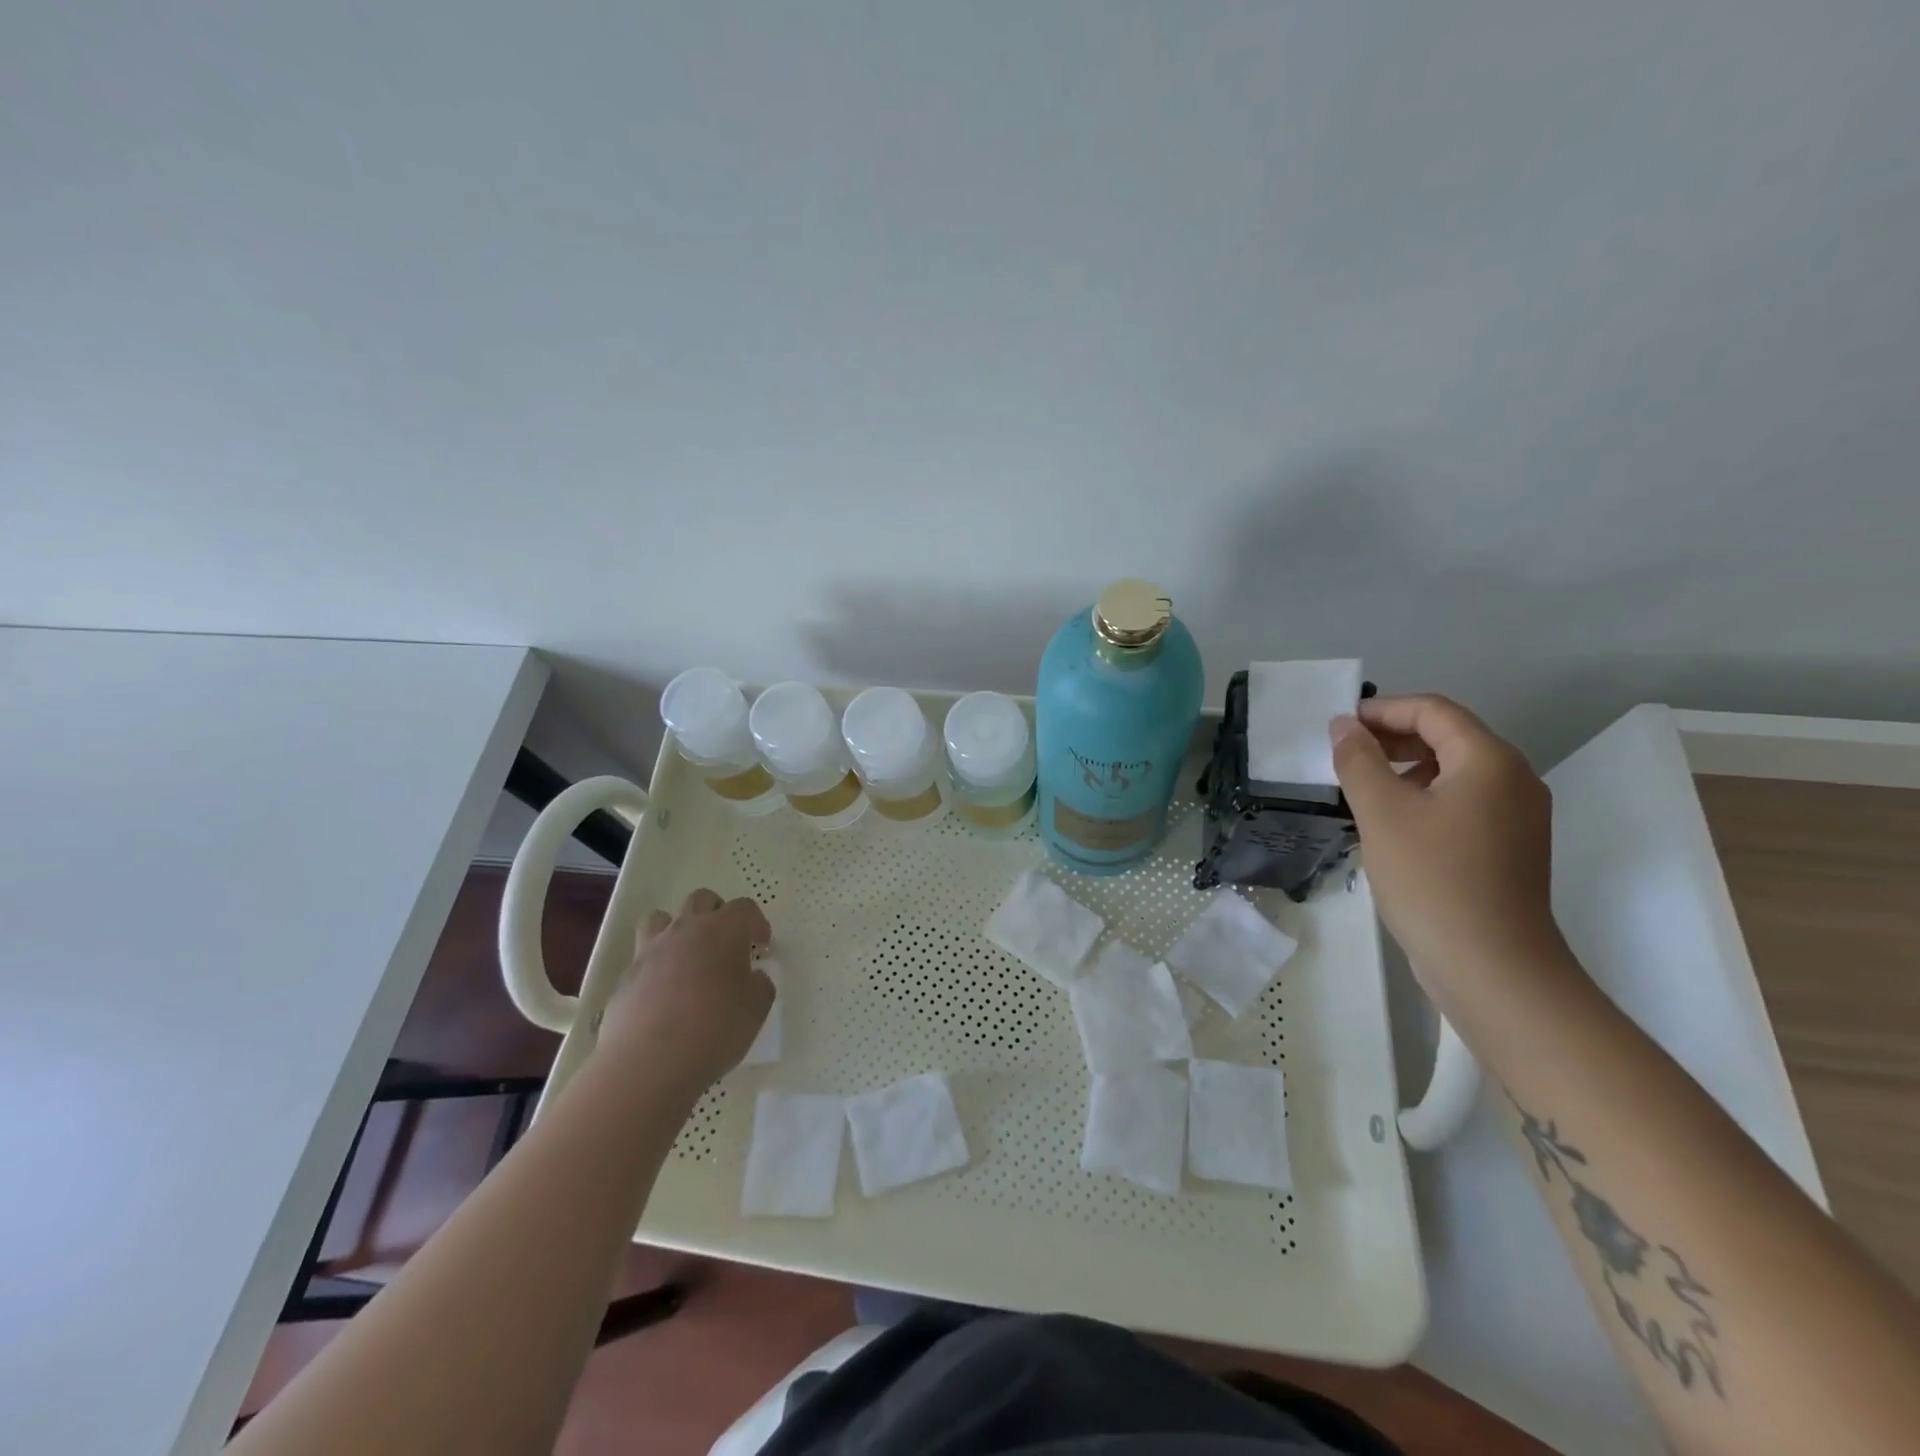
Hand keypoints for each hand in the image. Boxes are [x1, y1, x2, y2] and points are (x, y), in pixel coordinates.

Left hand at [597, 888, 773, 1095]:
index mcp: (723, 930)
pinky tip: (662, 997)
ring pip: (661, 918)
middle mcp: (685, 930)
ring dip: (676, 929)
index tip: (762, 946)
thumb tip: (751, 978)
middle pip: (701, 900)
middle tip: (726, 943)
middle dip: (717, 913)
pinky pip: (642, 958)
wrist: (649, 1062)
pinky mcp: (625, 977)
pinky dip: (655, 968)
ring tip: (686, 957)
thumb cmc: (715, 1029)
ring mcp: (650, 951)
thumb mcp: (757, 1008)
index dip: (756, 923)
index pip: (744, 908)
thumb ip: (759, 984)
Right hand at [1330, 695, 1569, 1005]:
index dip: (1382, 710)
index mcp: (1490, 761)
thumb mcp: (1382, 813)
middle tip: (1342, 756)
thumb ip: (1358, 761)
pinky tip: (1390, 824)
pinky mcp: (1508, 848)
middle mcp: (1513, 780)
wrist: (1492, 967)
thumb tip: (1344, 727)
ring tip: (1359, 790)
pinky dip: (1423, 798)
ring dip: (1404, 769)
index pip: (1433, 711)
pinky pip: (1461, 803)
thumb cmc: (1433, 879)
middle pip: (1447, 737)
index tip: (1337, 727)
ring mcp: (1516, 817)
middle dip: (1392, 739)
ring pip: (1453, 772)